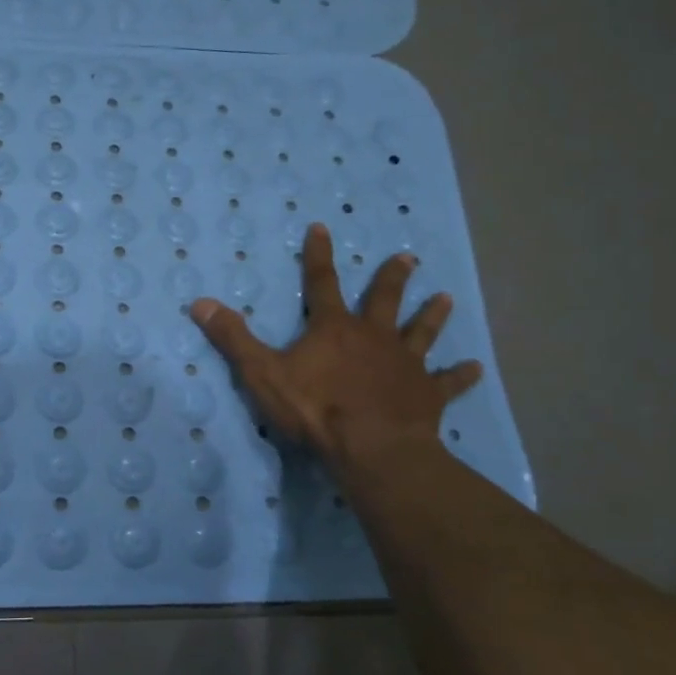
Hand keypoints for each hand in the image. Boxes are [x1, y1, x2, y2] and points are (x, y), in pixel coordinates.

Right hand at [190, 223, 481, 469]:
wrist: (372, 448)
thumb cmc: (315, 408)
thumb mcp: (262, 372)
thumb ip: (233, 338)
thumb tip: (199, 303)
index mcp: (333, 329)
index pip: (322, 282)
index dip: (319, 255)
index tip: (323, 227)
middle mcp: (373, 337)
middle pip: (384, 300)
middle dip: (393, 277)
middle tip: (408, 257)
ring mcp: (404, 364)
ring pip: (420, 333)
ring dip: (431, 315)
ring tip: (445, 298)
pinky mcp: (426, 394)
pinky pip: (447, 382)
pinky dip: (460, 376)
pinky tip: (476, 369)